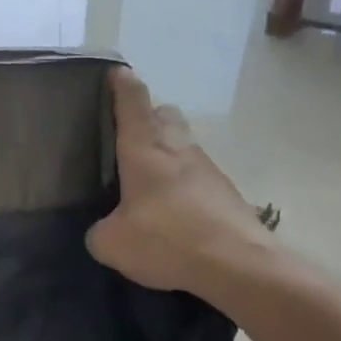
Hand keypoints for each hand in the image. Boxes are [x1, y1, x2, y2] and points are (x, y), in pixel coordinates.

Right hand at [87, 68, 290, 303]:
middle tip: (128, 139)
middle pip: (163, 114)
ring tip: (148, 186)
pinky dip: (184, 186)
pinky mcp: (227, 192)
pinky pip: (198, 177)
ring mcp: (207, 167)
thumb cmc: (168, 240)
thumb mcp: (113, 243)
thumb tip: (104, 230)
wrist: (240, 266)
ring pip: (183, 146)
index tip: (114, 73)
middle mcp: (177, 147)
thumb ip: (100, 231)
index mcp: (145, 147)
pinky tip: (174, 215)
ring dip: (167, 155)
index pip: (133, 98)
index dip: (121, 82)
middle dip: (148, 118)